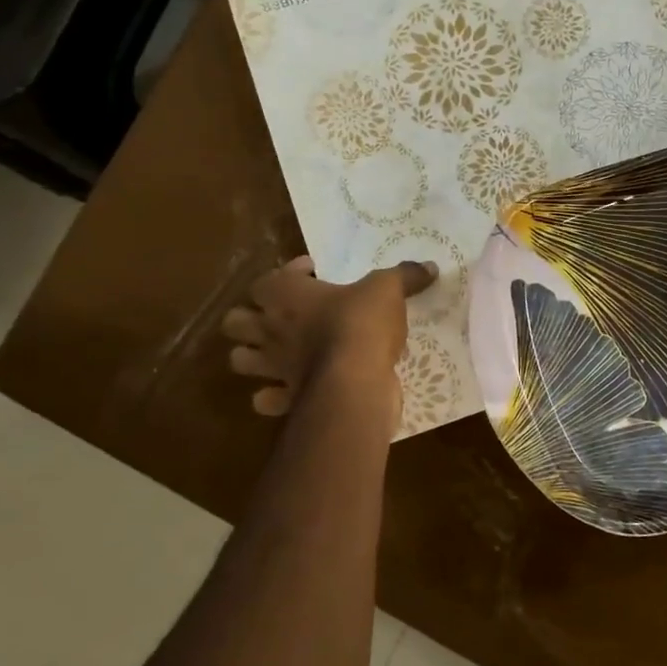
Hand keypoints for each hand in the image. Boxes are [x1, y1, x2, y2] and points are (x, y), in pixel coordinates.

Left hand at [221, 256, 437, 419]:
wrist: (355, 383)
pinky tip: (291, 390)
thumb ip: (405, 275)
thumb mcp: (388, 289)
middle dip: (251, 317)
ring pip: (240, 360)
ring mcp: (273, 367)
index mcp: (286, 295)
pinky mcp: (286, 399)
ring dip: (254, 356)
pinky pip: (265, 399)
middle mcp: (270, 329)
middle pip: (236, 320)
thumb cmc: (362, 325)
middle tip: (282, 315)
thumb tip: (430, 266)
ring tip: (279, 352)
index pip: (268, 278)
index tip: (314, 272)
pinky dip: (273, 396)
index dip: (289, 272)